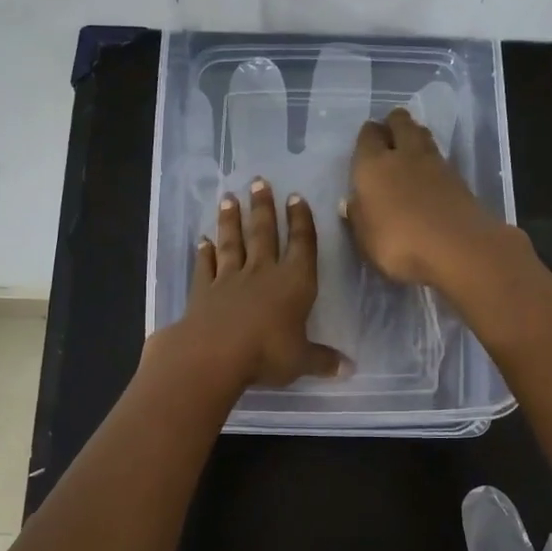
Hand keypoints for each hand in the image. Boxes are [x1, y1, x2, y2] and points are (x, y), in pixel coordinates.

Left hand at [167, 178, 344, 388]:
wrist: (215, 353)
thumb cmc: (268, 353)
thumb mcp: (302, 361)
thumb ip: (323, 361)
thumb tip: (350, 369)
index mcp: (294, 283)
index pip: (302, 245)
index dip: (301, 221)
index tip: (295, 197)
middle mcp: (263, 273)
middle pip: (264, 233)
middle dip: (263, 207)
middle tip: (258, 181)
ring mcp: (230, 279)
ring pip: (232, 243)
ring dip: (231, 221)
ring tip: (229, 198)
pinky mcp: (203, 291)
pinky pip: (205, 266)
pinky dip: (204, 253)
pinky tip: (201, 241)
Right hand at [346, 107, 506, 288]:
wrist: (457, 248)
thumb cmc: (398, 244)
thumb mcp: (365, 238)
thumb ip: (358, 216)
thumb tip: (351, 202)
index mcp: (372, 165)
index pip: (368, 136)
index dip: (368, 135)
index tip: (367, 141)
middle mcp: (403, 155)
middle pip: (400, 122)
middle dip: (393, 123)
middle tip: (389, 135)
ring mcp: (435, 163)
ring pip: (422, 134)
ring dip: (415, 135)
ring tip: (409, 148)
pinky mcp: (458, 177)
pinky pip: (440, 156)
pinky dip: (432, 158)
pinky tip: (429, 172)